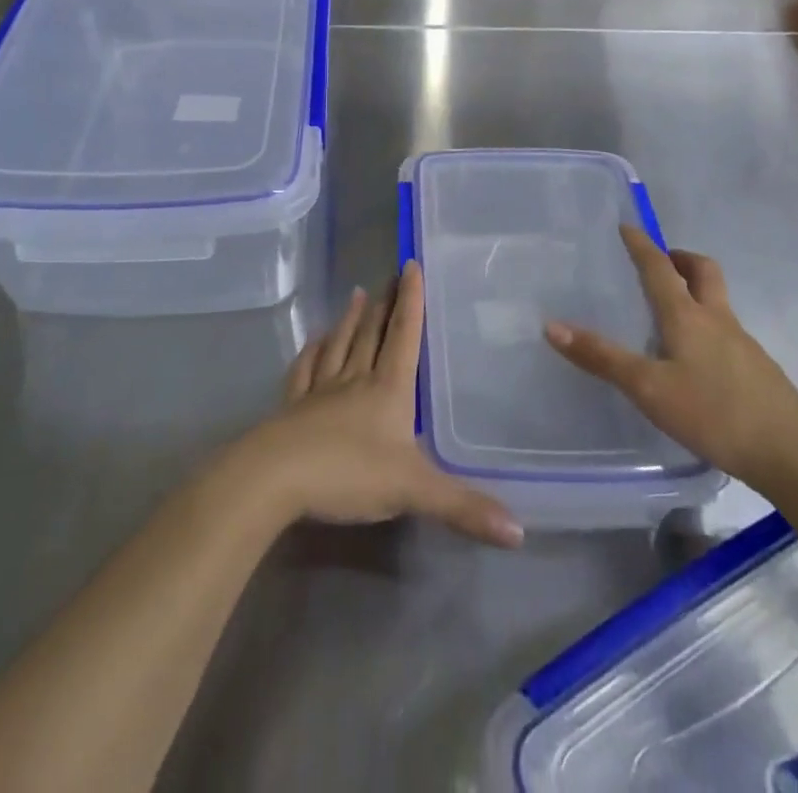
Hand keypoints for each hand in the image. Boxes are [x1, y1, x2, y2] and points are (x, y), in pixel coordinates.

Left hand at [239, 264, 523, 548]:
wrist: (276, 476)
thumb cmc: (348, 472)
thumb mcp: (412, 491)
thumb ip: (463, 507)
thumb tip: (521, 532)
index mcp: (387, 389)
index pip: (404, 336)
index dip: (410, 301)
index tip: (411, 265)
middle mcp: (355, 379)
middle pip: (372, 333)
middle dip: (385, 303)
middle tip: (390, 275)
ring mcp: (321, 390)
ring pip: (340, 345)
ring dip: (351, 320)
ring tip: (357, 294)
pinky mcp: (294, 406)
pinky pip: (306, 370)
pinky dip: (313, 351)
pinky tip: (315, 341)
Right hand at [544, 225, 797, 491]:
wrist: (795, 456)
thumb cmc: (715, 413)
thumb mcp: (648, 388)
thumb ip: (602, 358)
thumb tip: (552, 325)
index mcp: (688, 316)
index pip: (660, 268)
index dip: (642, 246)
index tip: (628, 226)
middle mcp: (718, 320)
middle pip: (704, 272)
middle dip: (681, 259)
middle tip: (660, 262)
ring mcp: (744, 345)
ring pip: (718, 303)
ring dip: (695, 292)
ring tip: (668, 314)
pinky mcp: (759, 371)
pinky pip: (727, 333)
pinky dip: (707, 327)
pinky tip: (695, 361)